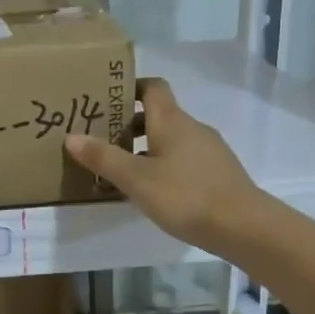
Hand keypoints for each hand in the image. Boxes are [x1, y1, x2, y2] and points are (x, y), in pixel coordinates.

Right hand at [65, 77, 260, 251]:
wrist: (243, 226)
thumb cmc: (185, 196)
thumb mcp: (136, 179)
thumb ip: (103, 158)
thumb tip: (71, 136)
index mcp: (171, 120)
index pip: (152, 87)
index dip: (130, 87)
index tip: (106, 100)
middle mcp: (191, 128)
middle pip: (158, 115)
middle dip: (129, 124)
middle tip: (101, 141)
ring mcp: (208, 150)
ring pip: (170, 139)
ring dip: (145, 148)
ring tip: (121, 170)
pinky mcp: (216, 173)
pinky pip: (183, 159)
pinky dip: (163, 165)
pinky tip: (151, 190)